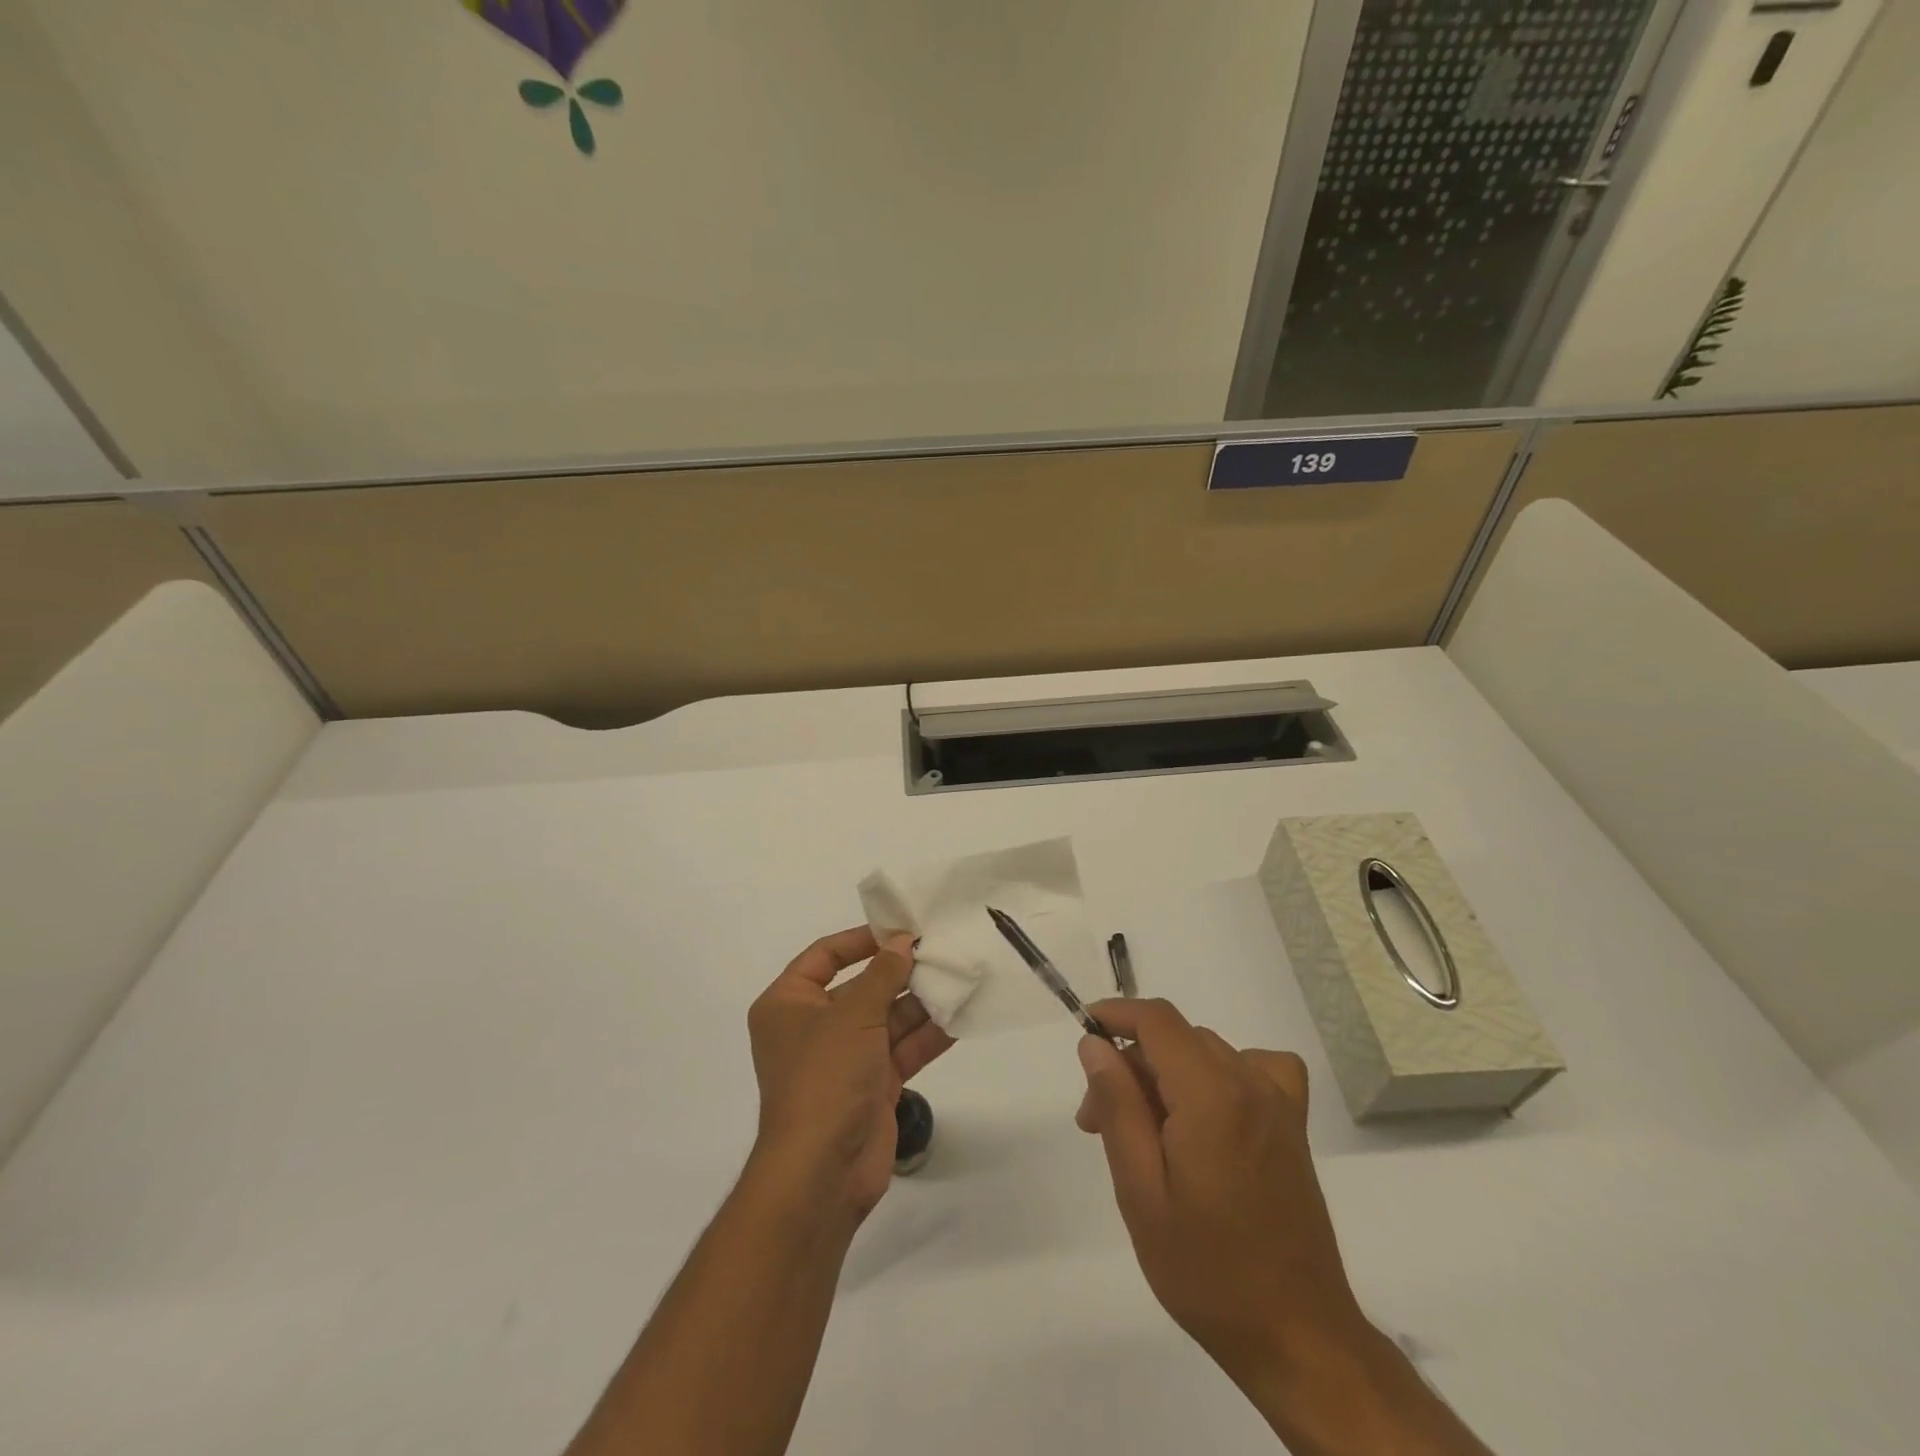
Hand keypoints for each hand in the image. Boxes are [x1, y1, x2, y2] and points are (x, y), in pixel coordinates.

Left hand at [746, 927, 953, 1222]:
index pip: (824, 956)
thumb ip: (883, 974)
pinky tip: (959, 1017)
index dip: (862, 940)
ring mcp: (844, 1059)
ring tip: (958, 978)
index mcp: (788, 1004)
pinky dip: (927, 1036)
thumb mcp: (853, 1014)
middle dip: (900, 973)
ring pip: (886, 1019)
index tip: (901, 930)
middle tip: (941, 952)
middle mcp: (813, 1028)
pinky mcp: (871, 1087)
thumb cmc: (825, 1077)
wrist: (822, 1173)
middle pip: (861, 987)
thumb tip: (902, 942)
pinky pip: (901, 1050)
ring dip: (920, 1003)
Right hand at [1077, 1002, 1492, 1452]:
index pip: (1156, 1019)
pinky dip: (1220, 1071)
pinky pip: (1253, 1066)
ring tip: (1144, 1133)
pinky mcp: (1292, 1124)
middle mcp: (1249, 1082)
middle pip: (1175, 1038)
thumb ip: (1117, 1106)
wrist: (1298, 1336)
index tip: (1083, 1037)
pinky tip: (1210, 1109)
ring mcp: (1278, 1101)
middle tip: (1098, 1124)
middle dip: (1130, 1065)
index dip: (1115, 1014)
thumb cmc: (1207, 1269)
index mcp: (1211, 1094)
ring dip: (1165, 1074)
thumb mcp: (1141, 1191)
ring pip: (1206, 1051)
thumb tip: (1094, 1044)